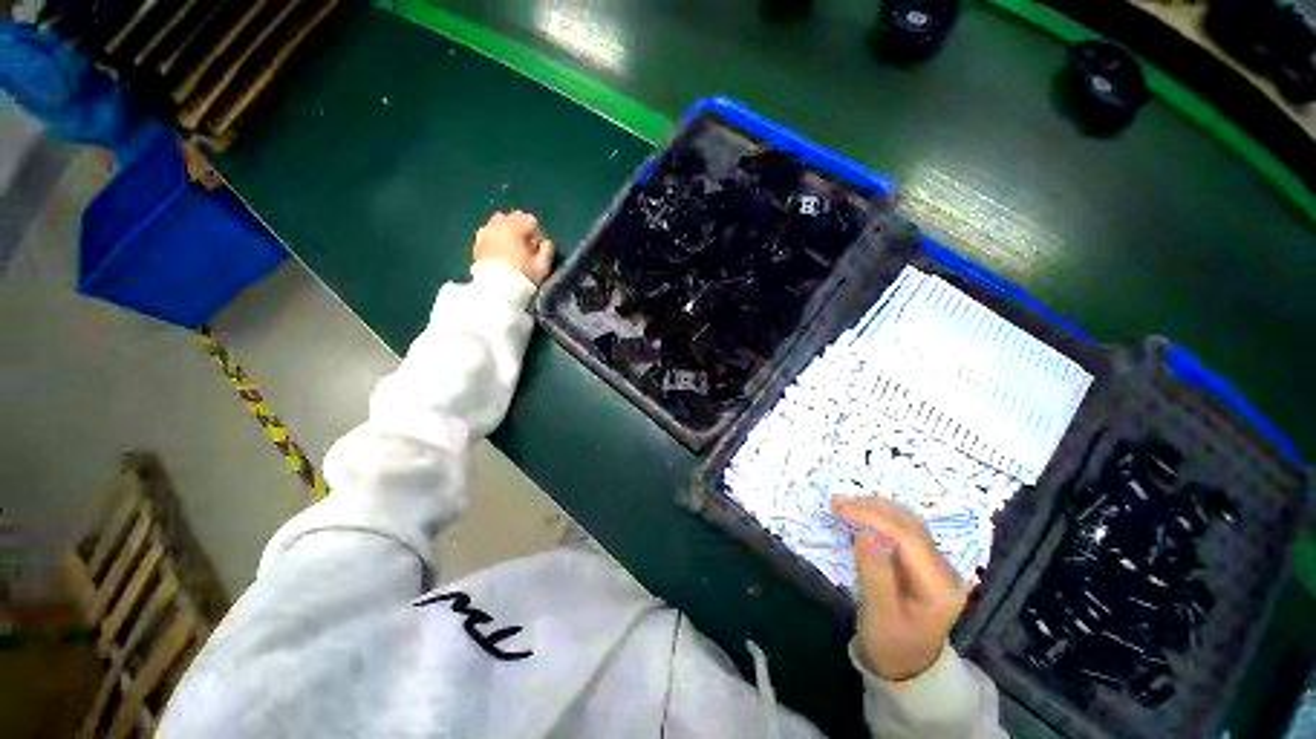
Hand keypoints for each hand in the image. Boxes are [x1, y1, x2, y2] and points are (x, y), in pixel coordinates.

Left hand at [473, 211, 554, 284]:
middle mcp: (497, 225)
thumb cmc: (522, 277)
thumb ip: (547, 249)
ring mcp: (484, 233)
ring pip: (498, 223)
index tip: (537, 249)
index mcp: (514, 227)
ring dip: (507, 232)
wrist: (496, 292)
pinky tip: (500, 254)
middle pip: (513, 217)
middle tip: (526, 248)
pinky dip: (496, 238)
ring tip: (512, 250)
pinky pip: (488, 233)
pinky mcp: (476, 243)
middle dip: (521, 229)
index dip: (537, 234)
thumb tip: (545, 242)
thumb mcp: (543, 265)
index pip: (530, 220)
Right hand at [832, 496, 967, 681]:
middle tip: (835, 503)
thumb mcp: (879, 616)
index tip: (840, 508)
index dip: (874, 517)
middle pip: (910, 524)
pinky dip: (878, 516)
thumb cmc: (889, 644)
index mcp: (940, 587)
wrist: (904, 665)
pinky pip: (902, 528)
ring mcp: (936, 563)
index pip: (909, 538)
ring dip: (875, 507)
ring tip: (843, 505)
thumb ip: (875, 575)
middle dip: (872, 508)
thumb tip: (863, 535)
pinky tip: (860, 514)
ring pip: (907, 521)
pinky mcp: (923, 559)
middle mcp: (945, 570)